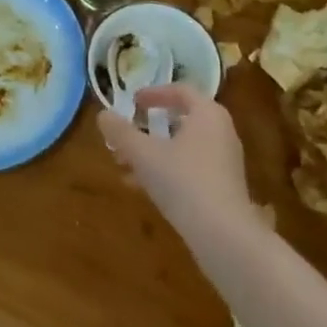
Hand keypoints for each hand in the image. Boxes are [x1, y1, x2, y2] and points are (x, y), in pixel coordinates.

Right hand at [96, 84, 261, 240]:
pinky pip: (190, 168)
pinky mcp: (223, 188)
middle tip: (125, 135)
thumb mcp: (144, 154)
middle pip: (180, 120)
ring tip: (123, 165)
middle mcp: (221, 132)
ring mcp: (224, 161)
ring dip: (153, 153)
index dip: (153, 93)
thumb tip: (102, 115)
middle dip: (148, 128)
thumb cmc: (183, 181)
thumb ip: (121, 133)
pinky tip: (141, 188)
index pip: (180, 91)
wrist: (223, 235)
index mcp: (207, 114)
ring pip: (182, 147)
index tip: (132, 102)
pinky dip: (166, 170)